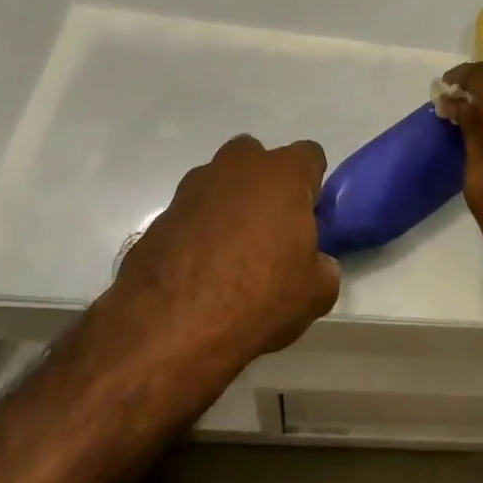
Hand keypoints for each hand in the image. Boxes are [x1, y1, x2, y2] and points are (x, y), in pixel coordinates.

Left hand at [114, 135, 337, 365]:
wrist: (173, 327)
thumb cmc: (259, 297)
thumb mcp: (316, 292)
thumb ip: (323, 266)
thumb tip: (316, 264)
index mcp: (282, 175)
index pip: (309, 155)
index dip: (312, 183)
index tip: (309, 215)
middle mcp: (236, 168)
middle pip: (257, 158)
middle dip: (265, 183)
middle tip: (271, 227)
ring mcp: (192, 189)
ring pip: (219, 183)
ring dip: (228, 205)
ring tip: (231, 253)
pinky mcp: (159, 217)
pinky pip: (190, 215)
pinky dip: (198, 232)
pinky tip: (200, 271)